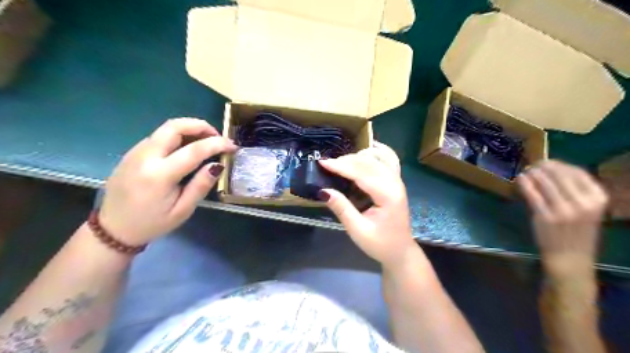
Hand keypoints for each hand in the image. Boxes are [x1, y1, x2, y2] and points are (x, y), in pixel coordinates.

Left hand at [99, 118, 236, 245]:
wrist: (113, 230)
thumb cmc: (152, 224)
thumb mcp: (183, 211)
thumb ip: (201, 186)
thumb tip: (217, 165)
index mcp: (159, 175)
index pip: (194, 150)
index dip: (217, 144)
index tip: (232, 146)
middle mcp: (145, 157)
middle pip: (174, 126)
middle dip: (200, 126)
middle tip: (217, 136)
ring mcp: (135, 152)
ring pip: (165, 128)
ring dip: (189, 129)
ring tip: (205, 142)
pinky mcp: (132, 153)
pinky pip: (158, 136)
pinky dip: (177, 136)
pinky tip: (186, 149)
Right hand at [320, 142, 417, 267]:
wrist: (400, 251)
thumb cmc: (380, 244)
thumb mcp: (358, 230)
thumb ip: (342, 208)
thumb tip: (323, 191)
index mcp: (388, 195)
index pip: (362, 173)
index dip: (341, 166)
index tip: (322, 162)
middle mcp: (395, 183)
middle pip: (369, 162)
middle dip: (346, 160)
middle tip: (326, 164)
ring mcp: (397, 180)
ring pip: (377, 158)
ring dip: (357, 156)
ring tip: (340, 161)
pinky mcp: (396, 181)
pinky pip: (387, 160)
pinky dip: (374, 153)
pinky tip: (365, 149)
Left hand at [517, 160, 609, 277]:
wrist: (570, 258)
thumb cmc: (576, 232)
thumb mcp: (586, 210)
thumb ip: (574, 191)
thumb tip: (552, 170)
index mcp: (598, 199)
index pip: (578, 173)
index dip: (559, 165)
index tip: (547, 162)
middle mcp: (584, 203)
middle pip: (560, 175)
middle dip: (544, 167)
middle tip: (533, 165)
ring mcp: (564, 210)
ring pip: (545, 182)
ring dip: (533, 173)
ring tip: (526, 171)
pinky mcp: (545, 216)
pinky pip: (533, 194)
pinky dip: (525, 184)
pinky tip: (520, 179)